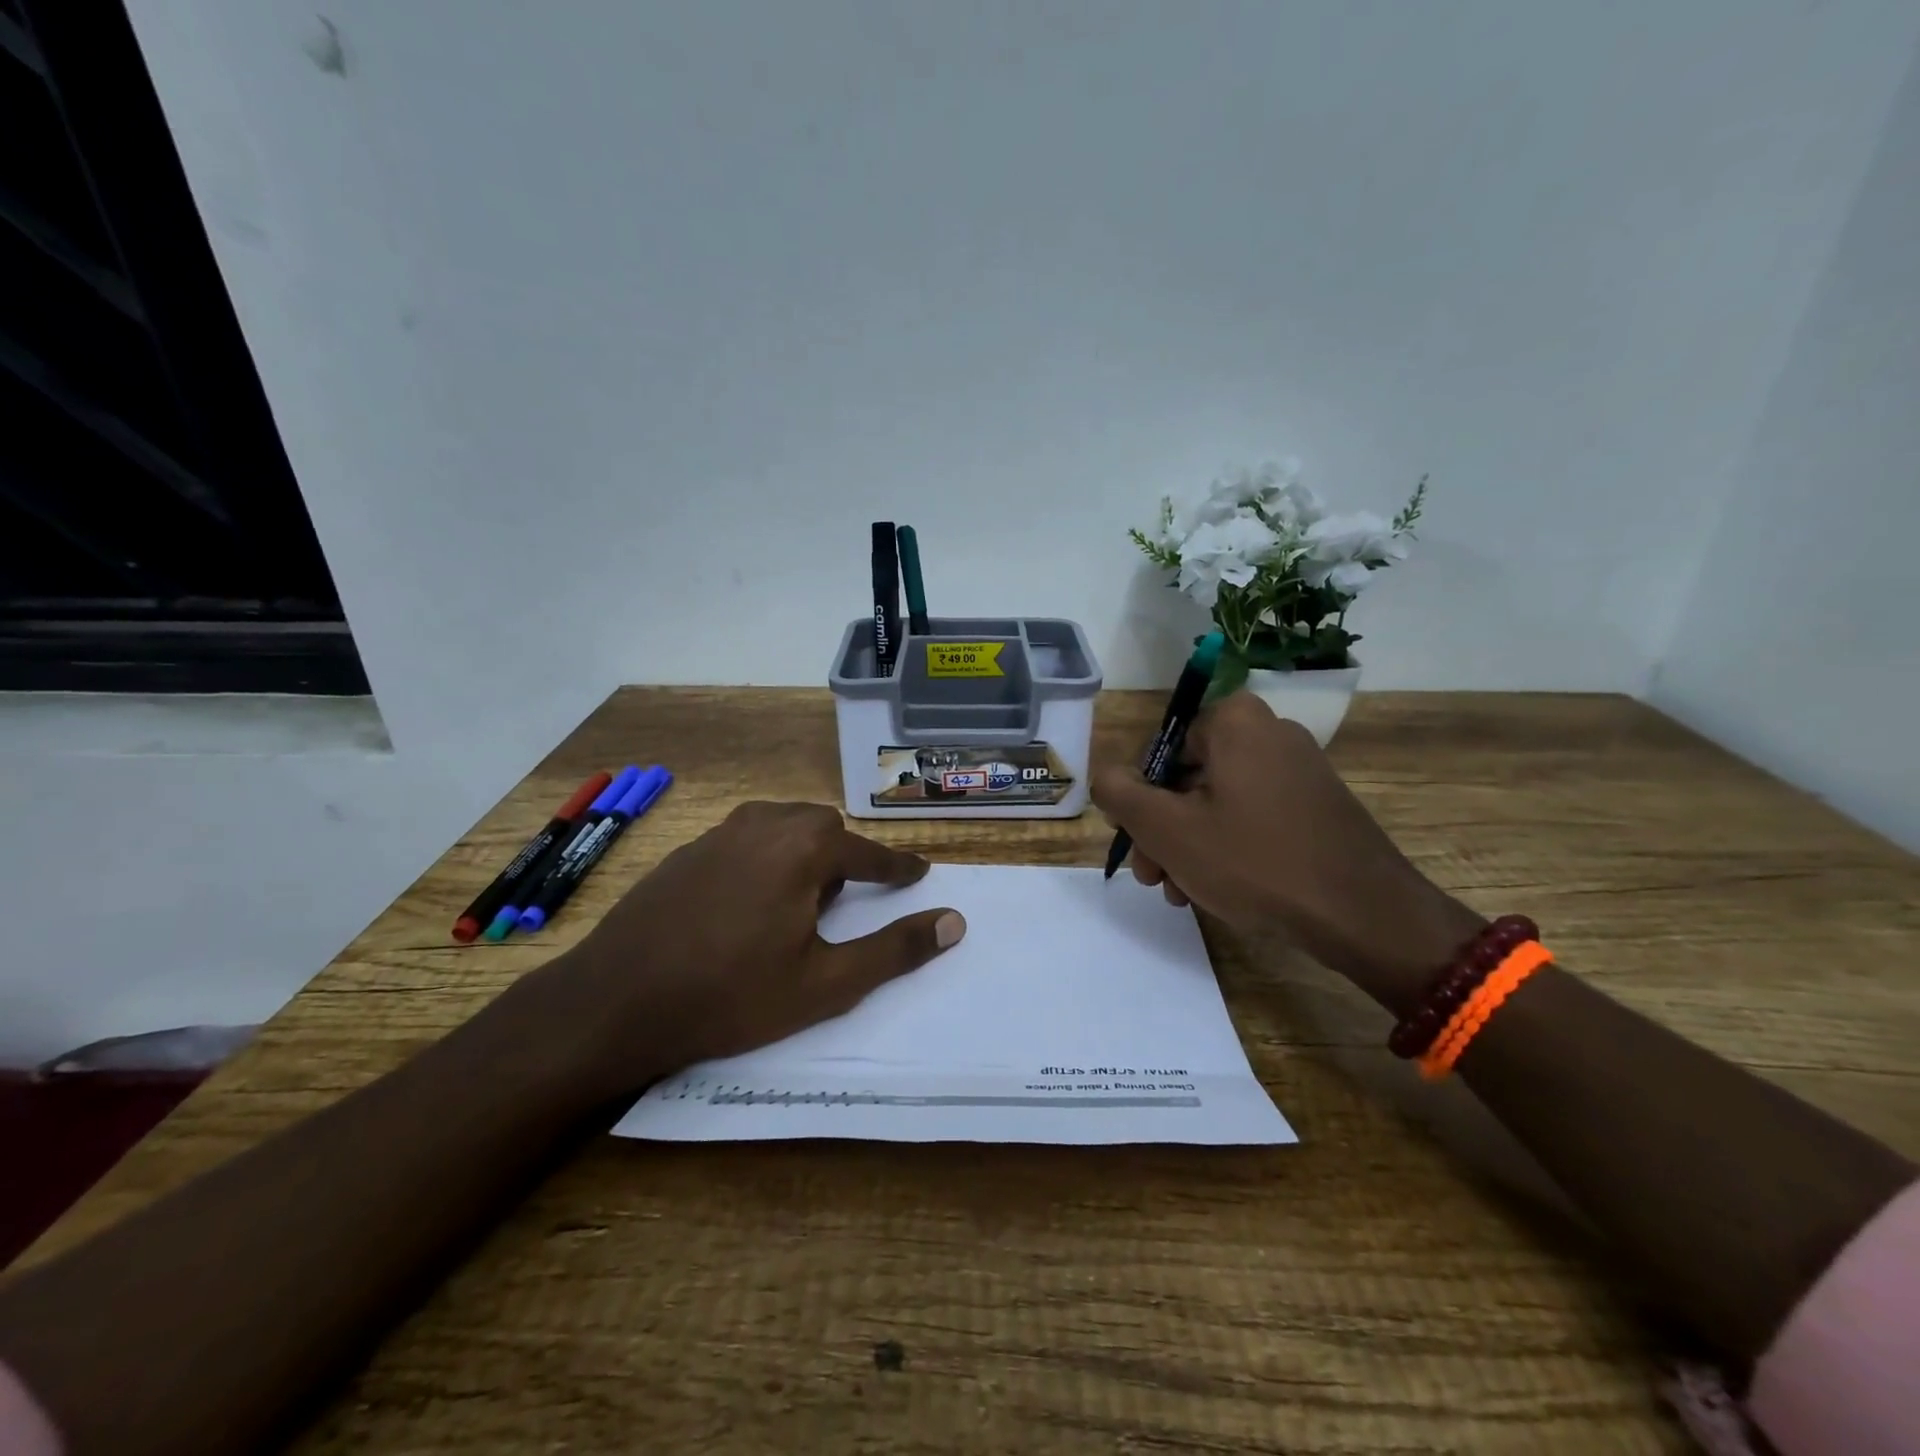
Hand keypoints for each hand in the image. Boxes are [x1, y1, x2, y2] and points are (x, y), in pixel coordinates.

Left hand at [525, 802, 965, 1102]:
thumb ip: (894, 950)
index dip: (897, 866)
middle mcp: (764, 825)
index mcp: (803, 850)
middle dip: (843, 858)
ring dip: (802, 852)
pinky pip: (744, 839)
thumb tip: (954, 922)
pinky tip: (745, 901)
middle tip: (843, 902)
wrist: (615, 1001)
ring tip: (796, 901)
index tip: (918, 872)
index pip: (867, 852)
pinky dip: (764, 857)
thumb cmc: (731, 995)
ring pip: (781, 826)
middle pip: (822, 827)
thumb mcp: (825, 984)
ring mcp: (719, 834)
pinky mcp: (686, 851)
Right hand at [1092, 693, 1482, 1013]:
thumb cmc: (1254, 861)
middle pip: (1189, 778)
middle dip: (1163, 831)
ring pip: (1219, 802)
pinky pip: (1254, 817)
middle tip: (1153, 878)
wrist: (1365, 915)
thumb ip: (1119, 793)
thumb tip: (1106, 775)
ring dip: (1190, 846)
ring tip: (1183, 894)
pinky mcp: (1319, 804)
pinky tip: (1219, 890)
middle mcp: (1270, 732)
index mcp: (1234, 722)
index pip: (1160, 751)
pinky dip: (1229, 847)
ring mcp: (1300, 768)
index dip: (1139, 800)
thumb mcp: (1167, 829)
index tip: (1136, 845)